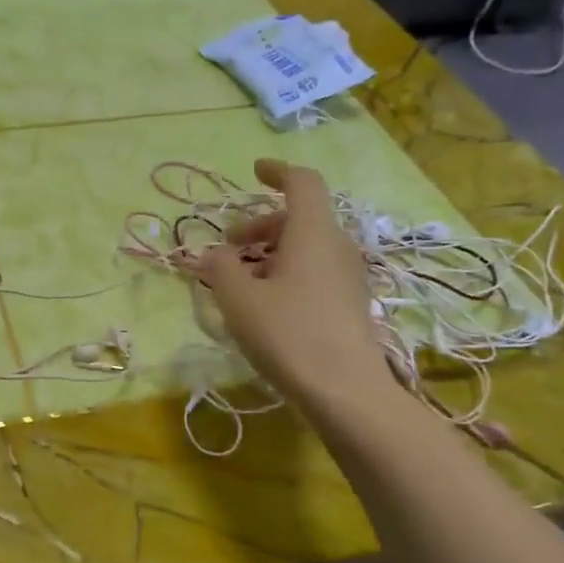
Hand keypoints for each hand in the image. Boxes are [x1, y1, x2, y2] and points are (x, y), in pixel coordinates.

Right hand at [196, 159, 392, 411]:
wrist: (345, 390)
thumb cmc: (288, 334)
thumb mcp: (239, 299)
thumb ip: (220, 268)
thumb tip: (214, 254)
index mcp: (313, 232)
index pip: (302, 183)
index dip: (277, 172)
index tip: (254, 171)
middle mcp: (337, 246)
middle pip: (300, 218)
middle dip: (261, 224)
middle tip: (229, 245)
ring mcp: (348, 277)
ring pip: (307, 247)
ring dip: (272, 252)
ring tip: (240, 280)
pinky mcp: (349, 304)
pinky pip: (315, 272)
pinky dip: (287, 273)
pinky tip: (265, 304)